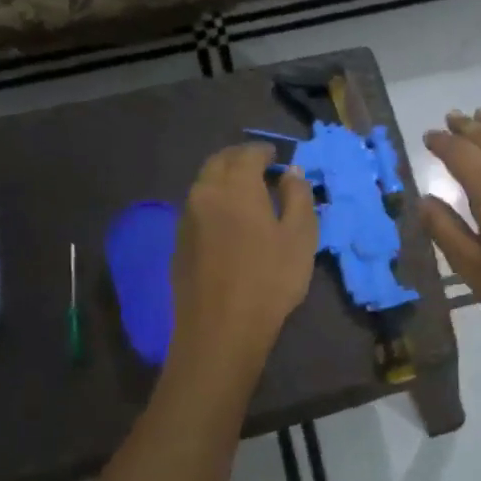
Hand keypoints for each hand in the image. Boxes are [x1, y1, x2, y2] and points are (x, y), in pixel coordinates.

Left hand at [171, 143, 317, 359]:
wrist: (221, 329)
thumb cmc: (270, 279)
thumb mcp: (301, 236)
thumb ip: (298, 196)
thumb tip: (291, 173)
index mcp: (235, 186)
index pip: (248, 153)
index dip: (265, 151)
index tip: (279, 158)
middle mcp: (204, 193)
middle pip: (219, 162)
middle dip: (240, 158)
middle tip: (262, 168)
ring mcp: (186, 218)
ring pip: (204, 183)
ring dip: (224, 178)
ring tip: (247, 193)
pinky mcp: (179, 242)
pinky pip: (197, 207)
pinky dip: (214, 201)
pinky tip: (229, 220)